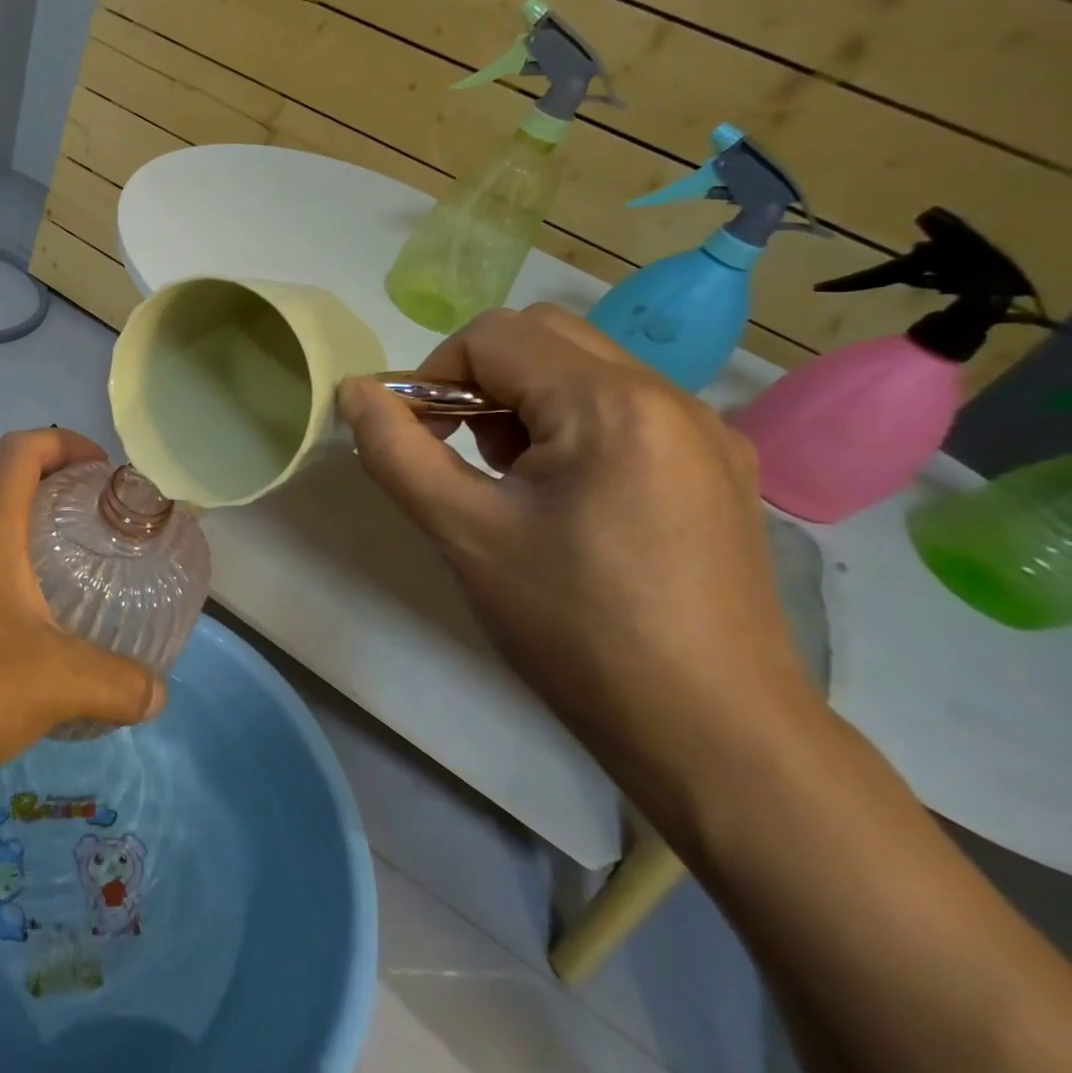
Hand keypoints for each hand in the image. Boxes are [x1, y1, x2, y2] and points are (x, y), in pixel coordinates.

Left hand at [0, 429, 163, 795]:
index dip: (68, 445)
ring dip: (31, 539)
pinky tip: (30, 636)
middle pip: (7, 482)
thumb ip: (116, 684)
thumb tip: (157, 694)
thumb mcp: (54, 681)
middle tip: (104, 530)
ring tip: (76, 580)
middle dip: (59, 493)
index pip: (25, 447)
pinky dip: (7, 581)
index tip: (106, 474)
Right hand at [337, 305, 814, 787]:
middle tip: (458, 450)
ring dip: (523, 401)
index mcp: (611, 404)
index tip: (417, 439)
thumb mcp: (464, 534)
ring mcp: (705, 431)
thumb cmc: (575, 629)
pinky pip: (622, 408)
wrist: (714, 736)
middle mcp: (669, 396)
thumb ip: (395, 451)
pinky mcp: (718, 467)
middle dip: (478, 379)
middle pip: (542, 336)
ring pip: (582, 369)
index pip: (493, 336)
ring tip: (508, 481)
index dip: (434, 375)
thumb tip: (354, 391)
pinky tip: (563, 498)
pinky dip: (569, 425)